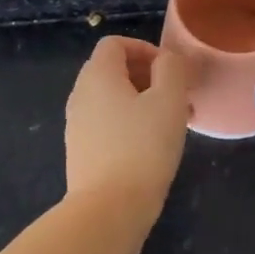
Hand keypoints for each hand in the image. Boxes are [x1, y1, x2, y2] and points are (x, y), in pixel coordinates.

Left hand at [64, 36, 189, 223]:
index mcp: (98, 76)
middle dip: (148, 76)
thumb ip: (171, 68)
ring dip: (143, 101)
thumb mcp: (169, 99)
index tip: (170, 70)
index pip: (115, 43)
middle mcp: (81, 95)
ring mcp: (77, 125)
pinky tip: (154, 145)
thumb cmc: (143, 146)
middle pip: (113, 69)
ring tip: (172, 121)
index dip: (145, 48)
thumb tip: (166, 60)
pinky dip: (131, 123)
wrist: (109, 210)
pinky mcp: (82, 151)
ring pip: (113, 99)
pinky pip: (108, 123)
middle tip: (177, 95)